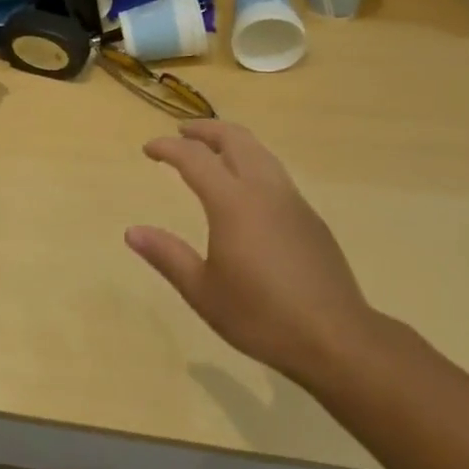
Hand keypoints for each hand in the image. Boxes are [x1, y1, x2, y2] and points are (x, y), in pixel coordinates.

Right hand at [126, 121, 377, 391]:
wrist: (336, 338)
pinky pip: (275, 173)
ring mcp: (292, 201)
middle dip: (205, 130)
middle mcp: (264, 190)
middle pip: (234, 139)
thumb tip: (132, 232)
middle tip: (182, 133)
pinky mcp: (310, 217)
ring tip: (212, 150)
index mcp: (232, 203)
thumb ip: (167, 256)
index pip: (194, 158)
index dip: (168, 147)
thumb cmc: (261, 316)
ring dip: (232, 141)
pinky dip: (252, 162)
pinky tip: (245, 188)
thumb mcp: (203, 291)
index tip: (148, 148)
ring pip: (260, 151)